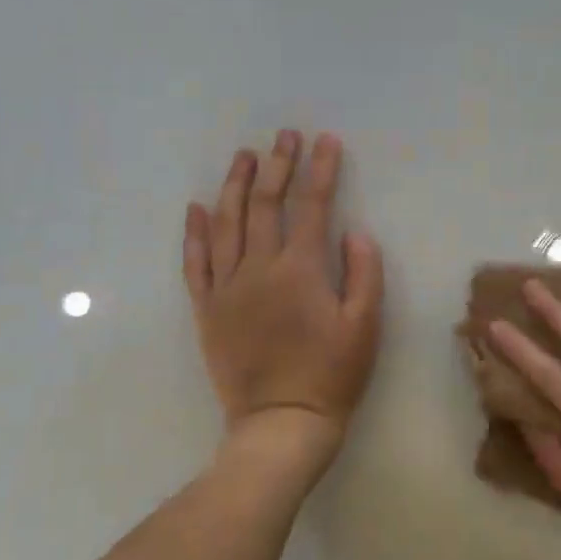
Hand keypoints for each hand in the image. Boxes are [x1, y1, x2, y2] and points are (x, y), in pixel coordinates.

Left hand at [183, 131, 383, 472]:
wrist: (281, 424)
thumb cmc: (332, 375)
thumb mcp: (366, 326)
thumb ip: (363, 273)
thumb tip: (353, 231)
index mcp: (301, 269)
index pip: (312, 205)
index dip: (321, 170)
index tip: (326, 141)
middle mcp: (259, 268)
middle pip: (265, 204)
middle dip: (277, 164)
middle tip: (284, 136)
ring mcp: (227, 287)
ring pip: (226, 223)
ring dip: (235, 185)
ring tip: (243, 155)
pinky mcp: (207, 309)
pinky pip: (195, 263)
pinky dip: (194, 232)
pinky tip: (197, 208)